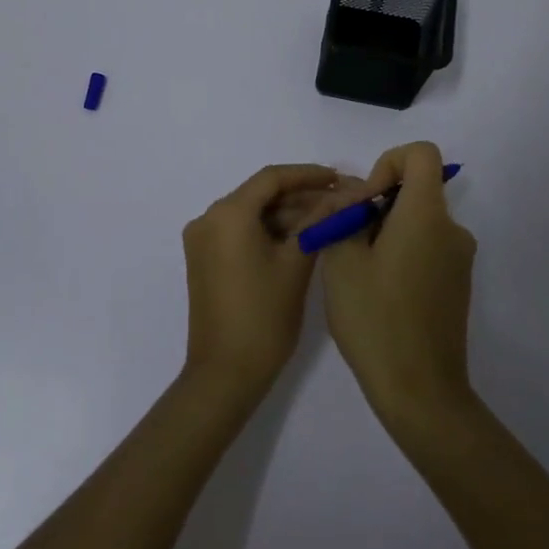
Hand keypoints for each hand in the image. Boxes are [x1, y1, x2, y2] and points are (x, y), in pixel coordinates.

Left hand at [180, 164, 356, 404]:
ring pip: (252, 213)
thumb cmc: (264, 317)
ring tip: (329, 219)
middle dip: (301, 196)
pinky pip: (241, 231)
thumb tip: (345, 196)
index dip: (308, 175)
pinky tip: (302, 237)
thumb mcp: (296, 264)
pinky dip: (269, 231)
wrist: (225, 374)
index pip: (272, 178)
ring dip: (287, 214)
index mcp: (227, 214)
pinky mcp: (205, 259)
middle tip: (341, 201)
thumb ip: (318, 222)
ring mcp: (203, 240)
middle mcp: (208, 218)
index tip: (340, 178)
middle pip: (261, 194)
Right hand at [322, 142, 478, 431]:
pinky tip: (379, 293)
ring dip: (386, 232)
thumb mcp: (342, 261)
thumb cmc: (376, 319)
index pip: (421, 154)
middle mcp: (452, 230)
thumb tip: (353, 196)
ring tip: (358, 272)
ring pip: (418, 221)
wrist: (420, 391)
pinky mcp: (457, 284)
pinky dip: (401, 253)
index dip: (388, 163)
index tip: (366, 202)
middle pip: (416, 189)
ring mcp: (459, 259)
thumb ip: (344, 215)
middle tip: (348, 243)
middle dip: (377, 205)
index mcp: (427, 215)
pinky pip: (427, 247)